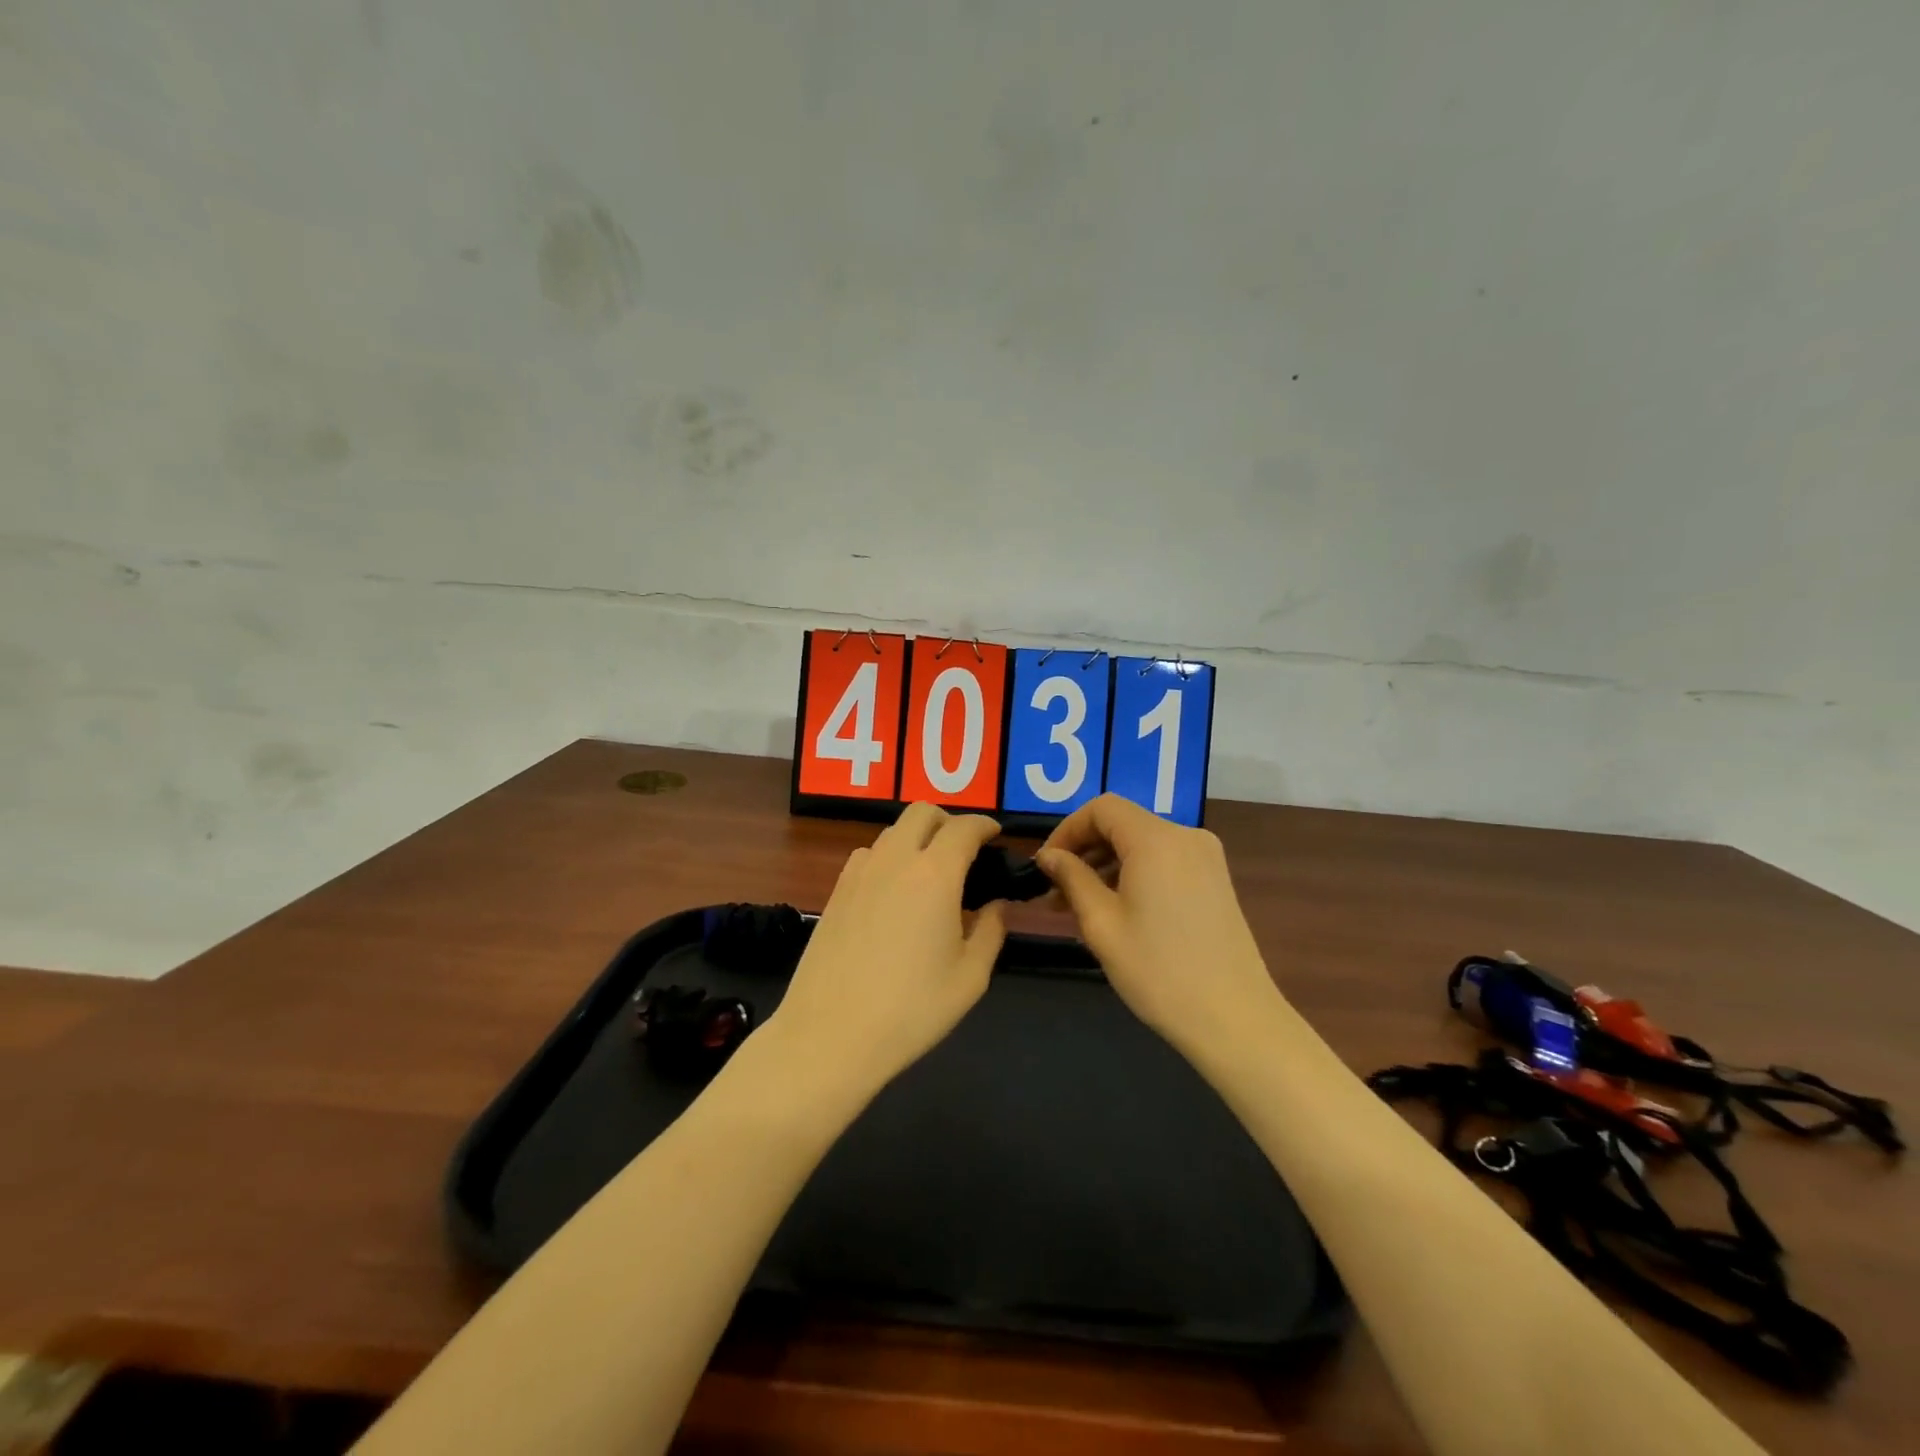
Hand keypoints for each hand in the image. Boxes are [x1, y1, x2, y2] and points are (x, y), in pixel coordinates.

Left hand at [767, 803, 1007, 1100]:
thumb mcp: (970, 978)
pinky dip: (888, 857)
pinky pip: (868, 855)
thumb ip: (990, 932)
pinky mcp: (836, 892)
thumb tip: (996, 906)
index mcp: (935, 874)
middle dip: (949, 821)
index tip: (997, 835)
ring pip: (892, 832)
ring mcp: (859, 873)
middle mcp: (895, 860)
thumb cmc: (911, 1009)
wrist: (830, 1035)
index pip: (964, 828)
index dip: (985, 825)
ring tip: (930, 874)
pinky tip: (893, 891)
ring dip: (917, 838)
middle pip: (922, 812)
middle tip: (965, 850)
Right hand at [1038, 795, 1281, 1062]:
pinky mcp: (1215, 880)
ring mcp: (1206, 858)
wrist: (1236, 1021)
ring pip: (1143, 843)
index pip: (1101, 808)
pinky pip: (1164, 861)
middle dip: (1085, 851)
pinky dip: (1134, 874)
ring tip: (1079, 907)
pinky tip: (1117, 911)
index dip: (1067, 830)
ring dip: (1107, 865)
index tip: (1045, 867)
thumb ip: (1071, 878)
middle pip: (1123, 823)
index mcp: (1156, 839)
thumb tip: (1048, 856)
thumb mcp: (1101, 924)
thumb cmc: (1159, 971)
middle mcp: (1185, 836)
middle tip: (1055, 892)